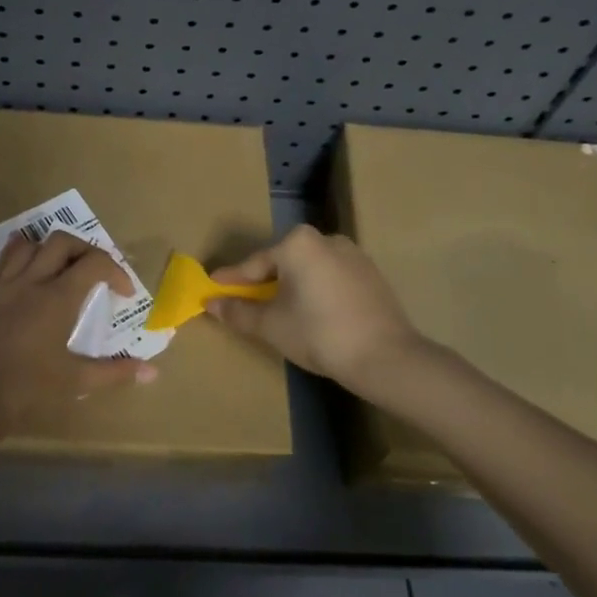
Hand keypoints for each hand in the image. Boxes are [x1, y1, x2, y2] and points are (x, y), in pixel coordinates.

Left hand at [0, 231, 157, 434]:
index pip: (94, 262)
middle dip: (84, 249)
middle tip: (93, 272)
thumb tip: (151, 373)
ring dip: (48, 250)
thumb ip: (115, 372)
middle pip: (60, 241)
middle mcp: (30, 282)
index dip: (115, 270)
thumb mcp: (76, 381)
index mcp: (58, 298)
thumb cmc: (28, 389)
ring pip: (26, 246)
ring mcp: (0, 288)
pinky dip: (18, 266)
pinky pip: (0, 268)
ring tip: (58, 268)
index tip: (123, 292)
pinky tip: (23, 284)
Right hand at [207, 225, 429, 390]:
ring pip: (308, 269)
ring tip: (276, 310)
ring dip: (289, 286)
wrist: (385, 357)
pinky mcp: (370, 274)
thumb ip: (238, 312)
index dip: (230, 280)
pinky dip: (315, 291)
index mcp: (298, 243)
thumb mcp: (271, 325)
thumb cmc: (318, 334)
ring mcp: (353, 254)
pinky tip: (310, 313)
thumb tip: (211, 304)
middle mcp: (325, 239)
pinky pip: (330, 277)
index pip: (254, 264)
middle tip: (242, 302)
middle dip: (261, 282)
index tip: (211, 288)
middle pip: (282, 262)